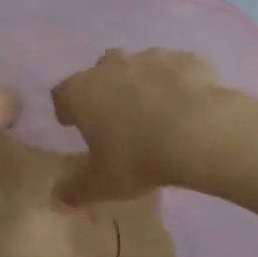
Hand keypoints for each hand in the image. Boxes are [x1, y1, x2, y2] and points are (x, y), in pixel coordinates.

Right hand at [51, 49, 234, 203]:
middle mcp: (111, 67)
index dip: (67, 109)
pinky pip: (175, 69)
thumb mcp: (103, 184)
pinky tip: (188, 106)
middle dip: (104, 90)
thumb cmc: (139, 157)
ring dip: (141, 84)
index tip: (74, 125)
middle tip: (117, 118)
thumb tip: (57, 199)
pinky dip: (176, 83)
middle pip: (99, 72)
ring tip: (156, 112)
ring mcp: (150, 57)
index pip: (62, 94)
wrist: (201, 132)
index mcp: (83, 92)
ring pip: (138, 66)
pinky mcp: (186, 59)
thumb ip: (76, 190)